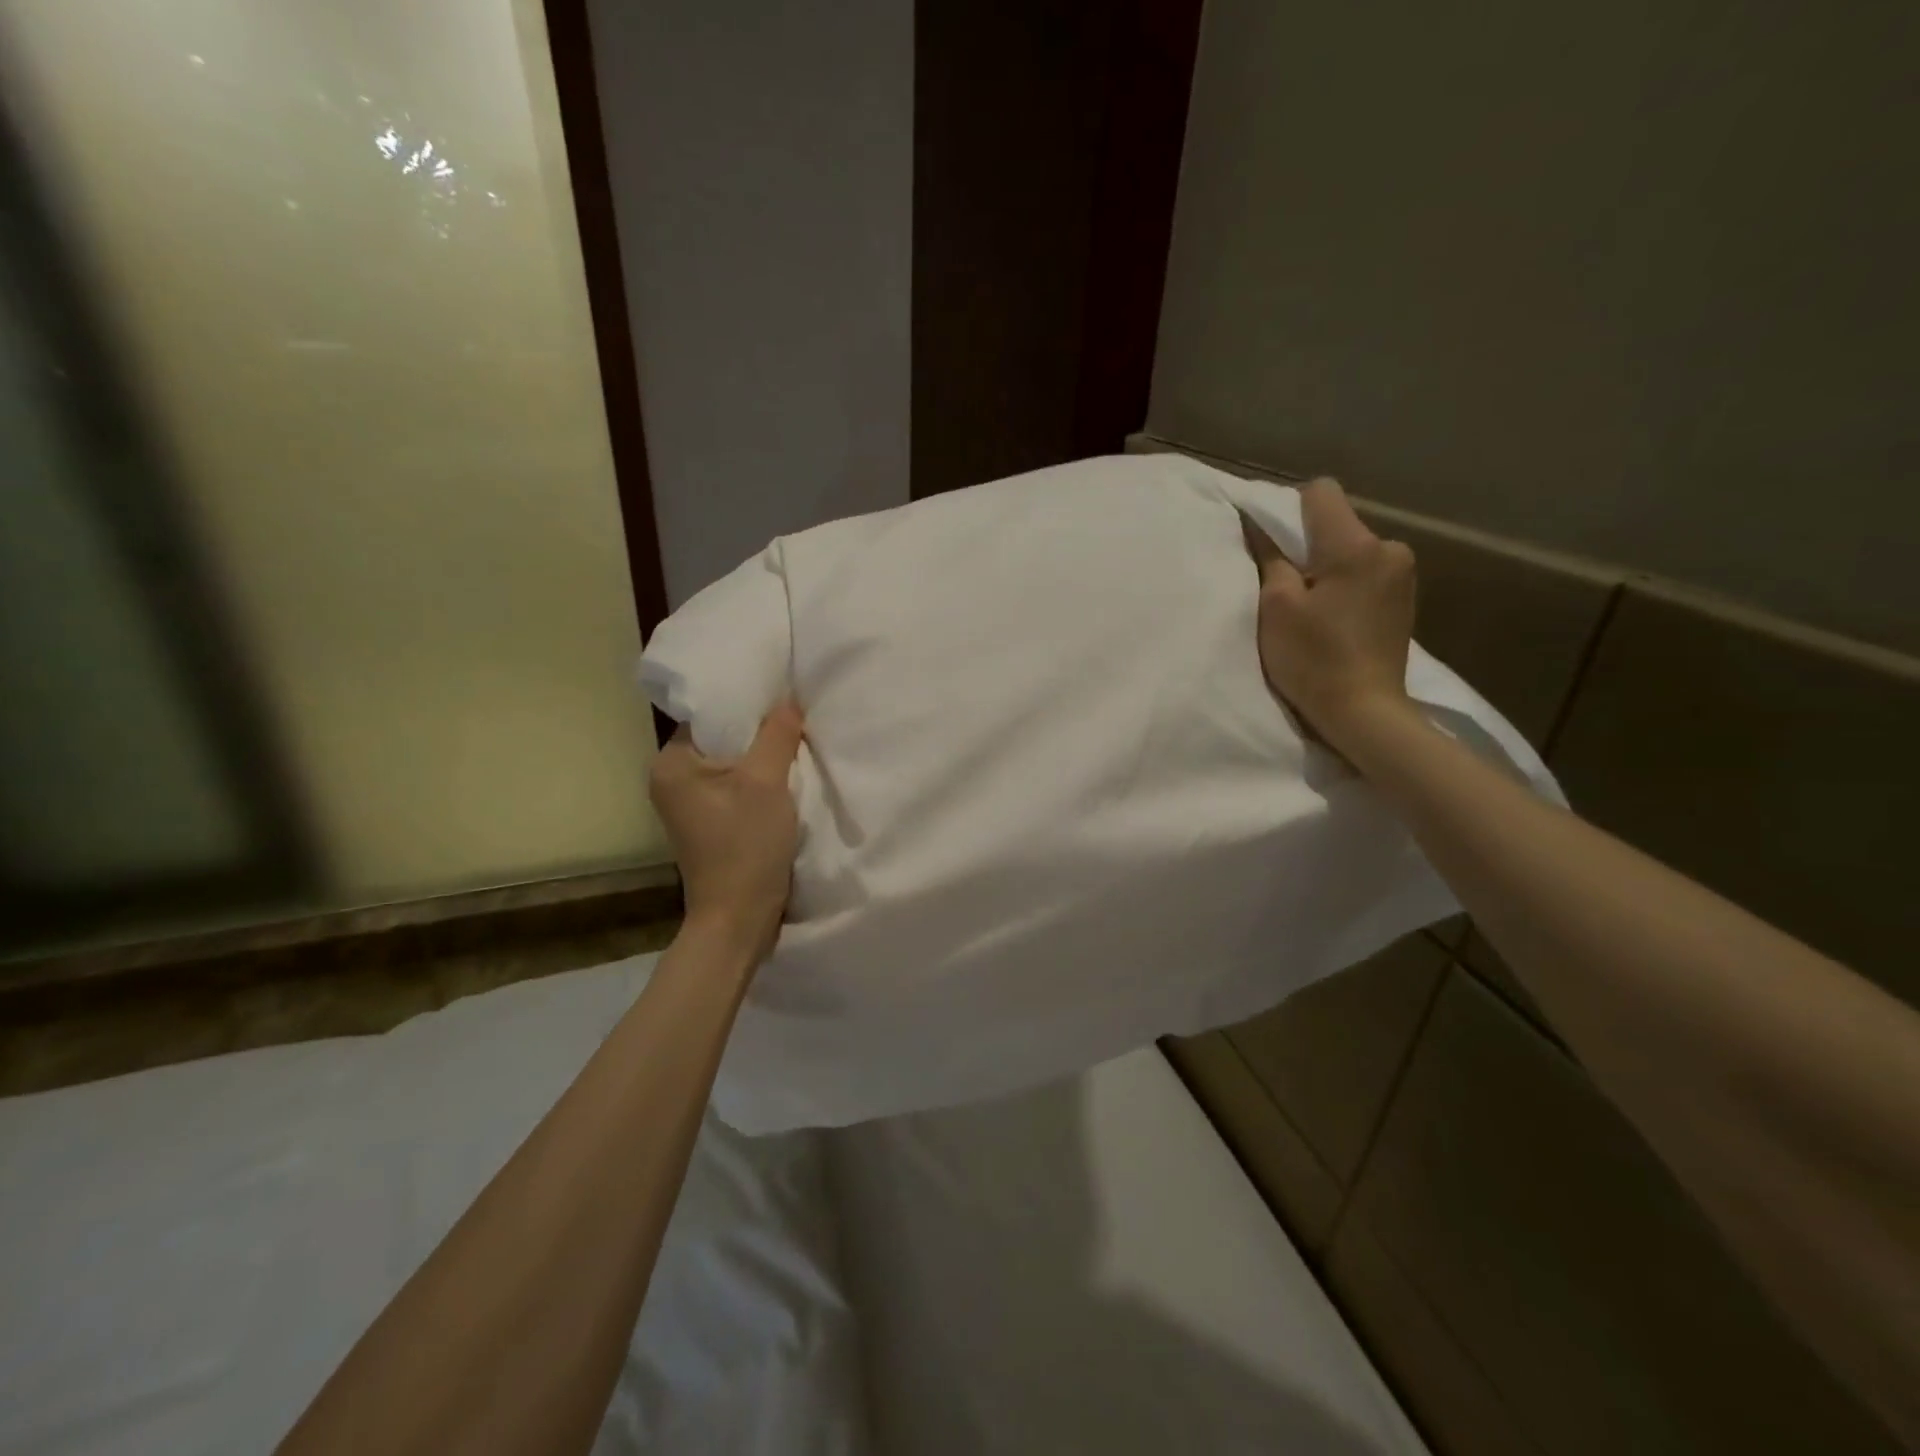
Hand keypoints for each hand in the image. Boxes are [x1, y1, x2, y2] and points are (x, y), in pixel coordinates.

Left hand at [649, 701, 805, 963]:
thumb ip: (777, 735)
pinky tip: (785, 783)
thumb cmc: (746, 845)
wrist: (739, 918)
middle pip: (723, 740)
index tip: (784, 702)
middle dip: (759, 735)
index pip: (710, 715)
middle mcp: (671, 780)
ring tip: (795, 750)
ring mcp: (689, 806)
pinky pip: (736, 789)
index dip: (748, 707)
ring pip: (733, 766)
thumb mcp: (766, 782)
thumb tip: (787, 701)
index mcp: (671, 764)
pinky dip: (759, 784)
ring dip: (762, 761)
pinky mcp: (708, 825)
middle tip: (796, 724)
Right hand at [1246, 478, 1418, 750]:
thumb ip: (1270, 558)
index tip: (1271, 544)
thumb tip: (1257, 524)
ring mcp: (1403, 573)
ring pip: (1351, 549)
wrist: (1364, 711)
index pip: (1320, 492)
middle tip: (1286, 587)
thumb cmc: (1314, 659)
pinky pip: (1366, 571)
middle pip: (1336, 523)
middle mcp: (1389, 548)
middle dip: (1308, 545)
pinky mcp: (1405, 596)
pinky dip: (1345, 584)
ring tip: (1311, 609)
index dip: (1288, 509)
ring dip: (1327, 567)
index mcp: (1356, 545)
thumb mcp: (1277, 607)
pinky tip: (1333, 618)